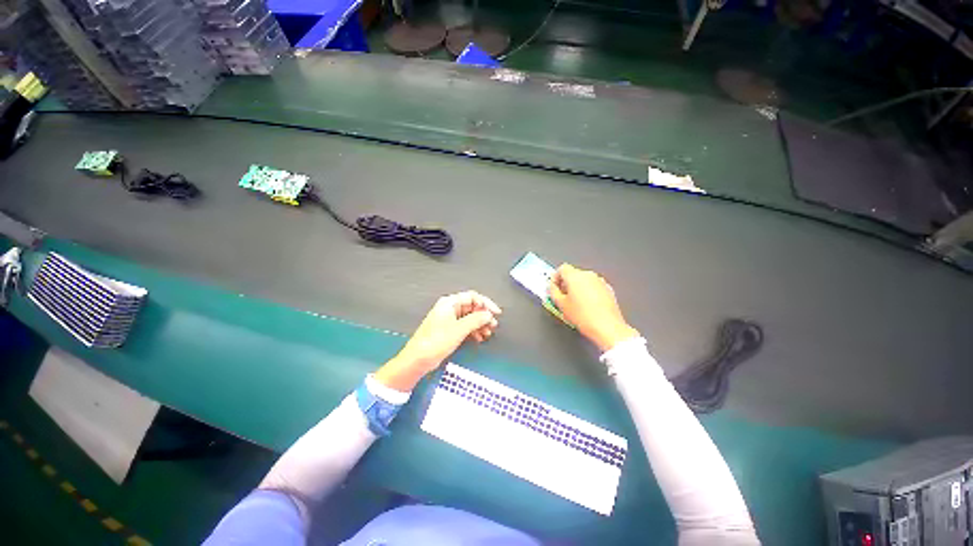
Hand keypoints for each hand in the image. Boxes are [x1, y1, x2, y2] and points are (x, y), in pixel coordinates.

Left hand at [375, 291, 500, 390]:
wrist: (418, 359)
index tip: (496, 313)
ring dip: (480, 324)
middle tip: (493, 325)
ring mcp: (449, 319)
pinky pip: (465, 325)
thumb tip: (488, 314)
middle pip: (472, 306)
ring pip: (469, 317)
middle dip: (483, 315)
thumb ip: (476, 320)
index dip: (486, 303)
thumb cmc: (435, 342)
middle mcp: (449, 308)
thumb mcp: (459, 329)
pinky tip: (479, 338)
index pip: (473, 297)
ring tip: (488, 333)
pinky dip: (473, 330)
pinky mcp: (449, 329)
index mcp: (449, 303)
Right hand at [548, 264, 639, 351]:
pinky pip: (593, 286)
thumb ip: (553, 291)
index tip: (554, 287)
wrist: (607, 327)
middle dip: (566, 284)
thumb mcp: (561, 304)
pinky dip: (588, 292)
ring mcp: (600, 281)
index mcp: (575, 276)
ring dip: (577, 288)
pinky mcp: (608, 289)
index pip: (561, 268)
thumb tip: (552, 287)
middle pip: (573, 274)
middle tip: (562, 297)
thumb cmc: (584, 317)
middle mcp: (588, 275)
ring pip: (583, 280)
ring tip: (574, 303)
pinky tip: (586, 306)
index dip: (555, 278)